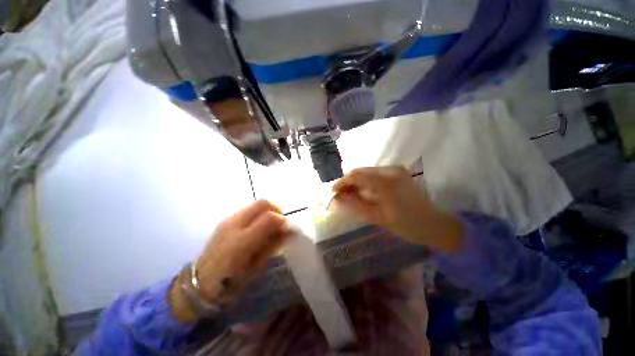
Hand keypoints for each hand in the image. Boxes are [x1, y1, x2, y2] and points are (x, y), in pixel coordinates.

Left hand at [170, 200, 288, 321]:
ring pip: (255, 204)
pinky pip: (248, 209)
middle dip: (276, 209)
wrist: (201, 282)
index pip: (269, 218)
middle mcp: (234, 225)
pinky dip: (259, 213)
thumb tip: (288, 231)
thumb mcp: (257, 266)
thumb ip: (273, 245)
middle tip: (281, 221)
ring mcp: (228, 220)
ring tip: (271, 223)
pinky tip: (258, 226)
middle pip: (262, 203)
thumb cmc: (231, 281)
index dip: (282, 220)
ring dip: (268, 210)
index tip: (288, 228)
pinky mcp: (225, 219)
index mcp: (242, 242)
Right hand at [332, 166, 462, 250]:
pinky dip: (365, 181)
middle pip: (360, 171)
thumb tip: (337, 199)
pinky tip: (362, 192)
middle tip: (339, 195)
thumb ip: (355, 205)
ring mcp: (395, 169)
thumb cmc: (407, 225)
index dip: (341, 182)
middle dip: (347, 182)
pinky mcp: (397, 172)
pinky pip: (374, 174)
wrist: (434, 224)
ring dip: (355, 182)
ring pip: (366, 171)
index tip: (332, 192)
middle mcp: (390, 170)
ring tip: (349, 195)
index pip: (356, 175)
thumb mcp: (377, 217)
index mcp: (386, 182)